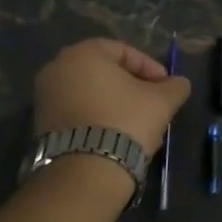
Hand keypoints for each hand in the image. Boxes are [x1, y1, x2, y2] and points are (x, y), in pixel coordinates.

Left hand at [33, 38, 190, 157]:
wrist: (87, 169)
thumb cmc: (126, 121)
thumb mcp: (162, 101)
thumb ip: (175, 86)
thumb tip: (179, 83)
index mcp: (83, 53)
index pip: (124, 51)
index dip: (151, 68)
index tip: (166, 87)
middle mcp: (57, 68)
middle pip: (106, 72)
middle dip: (133, 87)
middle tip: (153, 104)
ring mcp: (45, 97)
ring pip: (92, 94)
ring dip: (116, 104)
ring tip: (138, 124)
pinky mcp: (42, 124)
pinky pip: (78, 113)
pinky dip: (98, 118)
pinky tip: (117, 136)